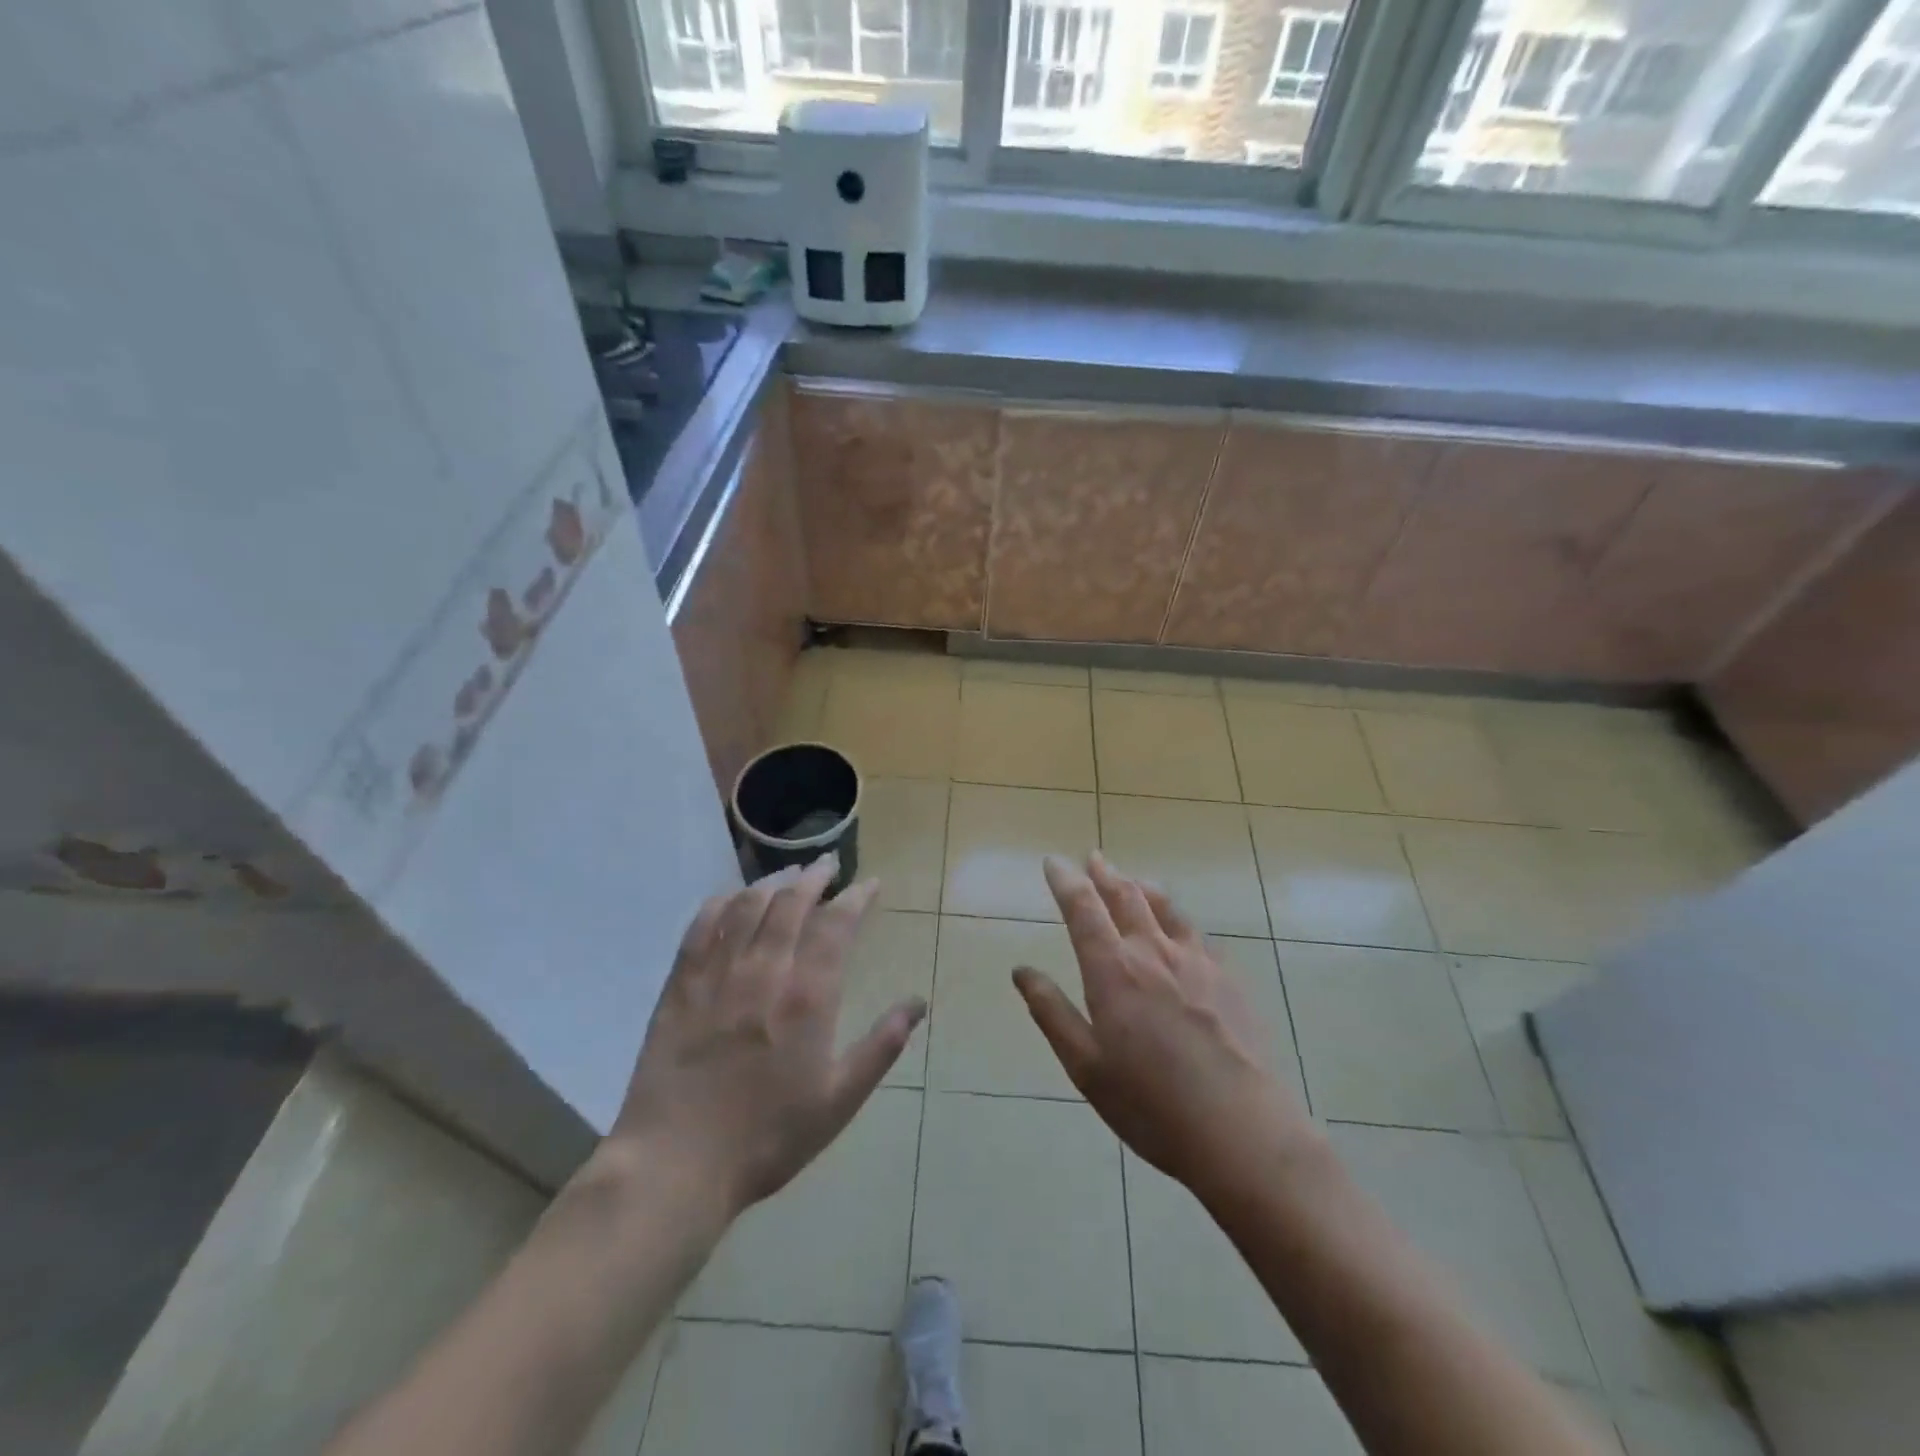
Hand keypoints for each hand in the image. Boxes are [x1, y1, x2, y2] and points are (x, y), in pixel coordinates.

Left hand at [607, 857, 925, 1219]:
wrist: (677, 1164)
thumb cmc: (768, 1136)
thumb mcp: (839, 1100)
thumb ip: (881, 1046)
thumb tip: (918, 1003)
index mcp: (808, 996)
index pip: (837, 925)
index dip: (856, 897)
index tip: (870, 883)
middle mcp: (765, 970)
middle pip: (791, 903)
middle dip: (814, 876)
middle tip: (828, 865)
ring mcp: (718, 973)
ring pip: (748, 906)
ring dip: (772, 882)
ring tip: (788, 873)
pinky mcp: (680, 984)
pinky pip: (701, 926)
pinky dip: (721, 903)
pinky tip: (731, 898)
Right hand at [1013, 852, 1317, 1198]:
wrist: (1240, 1130)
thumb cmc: (1150, 1104)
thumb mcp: (1086, 1066)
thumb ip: (1052, 1012)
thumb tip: (1021, 971)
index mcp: (1113, 970)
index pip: (1083, 908)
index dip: (1065, 880)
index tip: (1053, 862)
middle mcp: (1153, 952)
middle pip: (1125, 897)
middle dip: (1104, 874)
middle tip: (1093, 858)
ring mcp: (1196, 961)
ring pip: (1165, 907)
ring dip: (1142, 888)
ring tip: (1132, 881)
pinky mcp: (1228, 978)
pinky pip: (1197, 934)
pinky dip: (1177, 919)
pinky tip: (1180, 929)